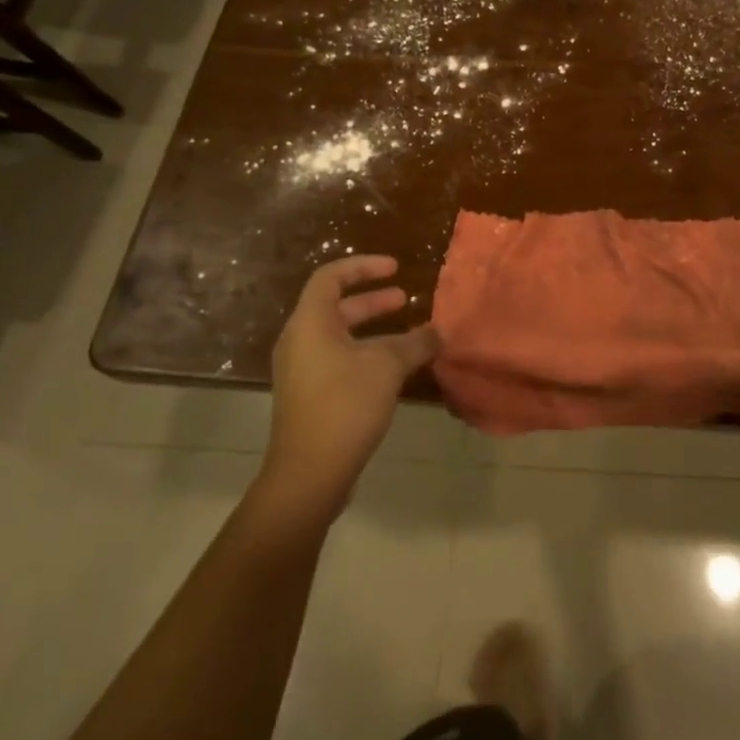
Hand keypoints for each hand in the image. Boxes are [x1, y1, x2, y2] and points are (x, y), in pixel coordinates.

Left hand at [263, 255, 437, 514]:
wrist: (309, 473)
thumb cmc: (345, 405)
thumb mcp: (387, 366)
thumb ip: (415, 343)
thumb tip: (439, 331)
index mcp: (310, 322)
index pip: (331, 276)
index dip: (364, 266)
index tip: (395, 268)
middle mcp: (300, 340)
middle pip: (335, 306)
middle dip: (372, 300)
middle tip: (405, 299)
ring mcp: (301, 370)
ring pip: (339, 336)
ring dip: (372, 329)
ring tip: (408, 335)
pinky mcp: (308, 396)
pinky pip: (337, 360)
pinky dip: (364, 353)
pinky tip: (393, 370)